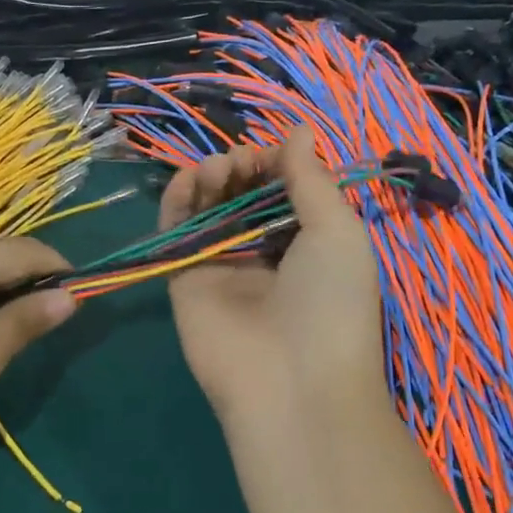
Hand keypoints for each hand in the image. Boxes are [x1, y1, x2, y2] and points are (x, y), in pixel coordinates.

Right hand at [163, 130, 390, 432]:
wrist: (291, 383)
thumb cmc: (330, 301)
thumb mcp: (337, 230)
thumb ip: (310, 178)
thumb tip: (297, 130)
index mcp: (306, 242)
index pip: (281, 189)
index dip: (274, 164)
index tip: (271, 155)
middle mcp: (262, 251)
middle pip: (241, 194)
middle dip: (241, 168)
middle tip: (242, 164)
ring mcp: (221, 264)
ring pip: (206, 207)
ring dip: (210, 177)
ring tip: (220, 172)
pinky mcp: (184, 278)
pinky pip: (175, 231)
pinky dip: (177, 199)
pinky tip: (190, 181)